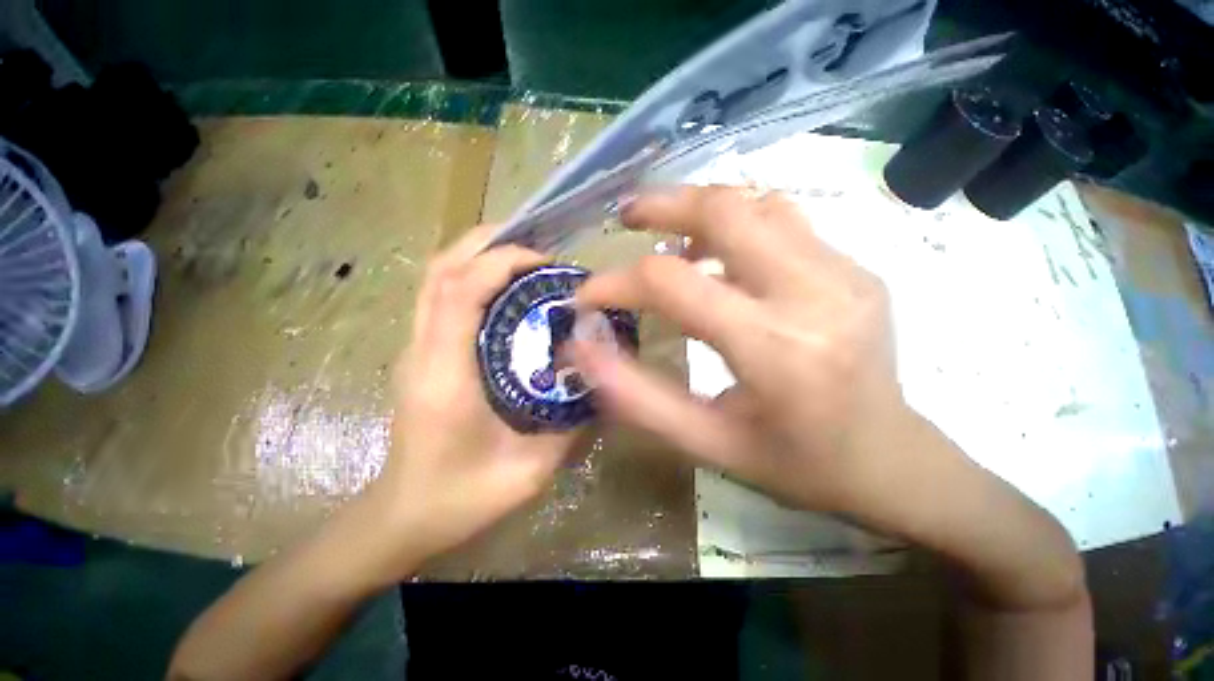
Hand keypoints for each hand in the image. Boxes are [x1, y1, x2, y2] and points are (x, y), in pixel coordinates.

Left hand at [367, 224, 575, 573]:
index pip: (459, 291)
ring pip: (435, 277)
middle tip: (537, 245)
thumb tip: (601, 383)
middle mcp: (422, 350)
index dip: (501, 262)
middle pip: (440, 270)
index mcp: (444, 375)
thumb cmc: (460, 499)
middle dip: (487, 243)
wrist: (405, 516)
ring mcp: (416, 349)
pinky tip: (506, 288)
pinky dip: (471, 276)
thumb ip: (570, 427)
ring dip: (478, 254)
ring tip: (525, 257)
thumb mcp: (528, 471)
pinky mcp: (421, 353)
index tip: (545, 262)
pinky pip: (440, 297)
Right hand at [571, 186, 958, 533]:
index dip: (617, 282)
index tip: (588, 296)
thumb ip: (638, 396)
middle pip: (725, 210)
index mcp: (776, 350)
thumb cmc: (793, 465)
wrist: (889, 460)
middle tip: (626, 218)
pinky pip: (783, 221)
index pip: (673, 284)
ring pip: (756, 203)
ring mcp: (844, 271)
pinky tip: (716, 252)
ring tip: (666, 233)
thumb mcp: (705, 443)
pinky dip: (736, 223)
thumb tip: (582, 347)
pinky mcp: (854, 267)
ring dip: (698, 208)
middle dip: (662, 204)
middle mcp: (815, 293)